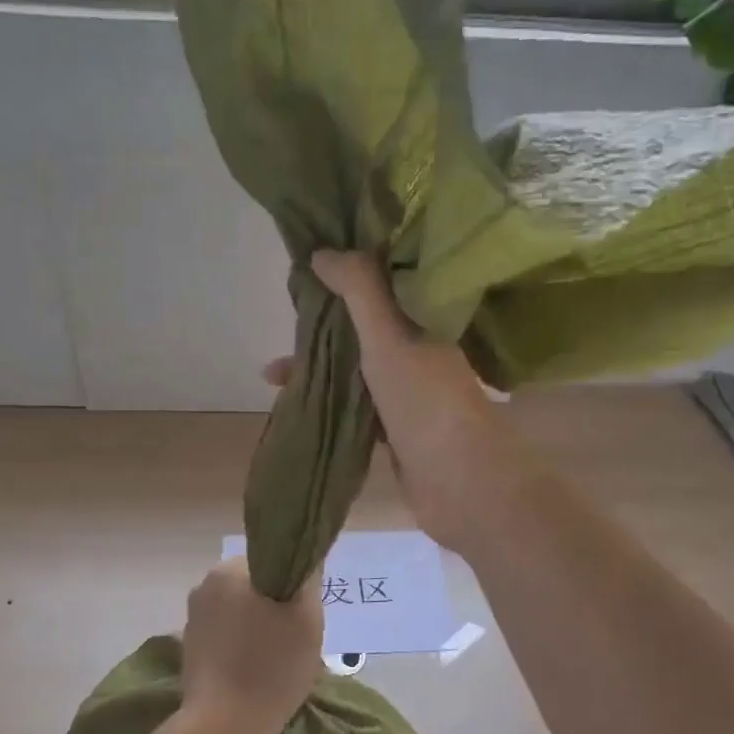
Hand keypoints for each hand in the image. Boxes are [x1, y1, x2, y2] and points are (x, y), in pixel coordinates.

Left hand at [178, 558, 323, 733]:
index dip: (293, 584)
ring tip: (276, 659)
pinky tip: (254, 670)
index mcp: (230, 571)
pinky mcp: (189, 646)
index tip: (304, 613)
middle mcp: (205, 585)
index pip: (273, 560)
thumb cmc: (271, 668)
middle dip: (275, 606)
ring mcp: (193, 617)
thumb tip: (306, 560)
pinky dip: (242, 644)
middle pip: (255, 585)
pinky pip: (226, 632)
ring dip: (259, 626)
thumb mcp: (308, 620)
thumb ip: (308, 580)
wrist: (222, 728)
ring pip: (240, 609)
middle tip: (295, 639)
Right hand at [263, 251, 533, 555]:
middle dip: (325, 322)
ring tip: (274, 372)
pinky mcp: (396, 429)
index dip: (350, 270)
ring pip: (357, 367)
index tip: (312, 264)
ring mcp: (408, 391)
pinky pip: (356, 405)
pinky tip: (296, 404)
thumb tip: (323, 252)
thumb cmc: (425, 399)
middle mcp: (419, 350)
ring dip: (320, 366)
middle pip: (365, 325)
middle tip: (287, 319)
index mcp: (426, 319)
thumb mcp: (389, 335)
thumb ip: (360, 289)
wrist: (459, 482)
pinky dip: (329, 401)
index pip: (385, 282)